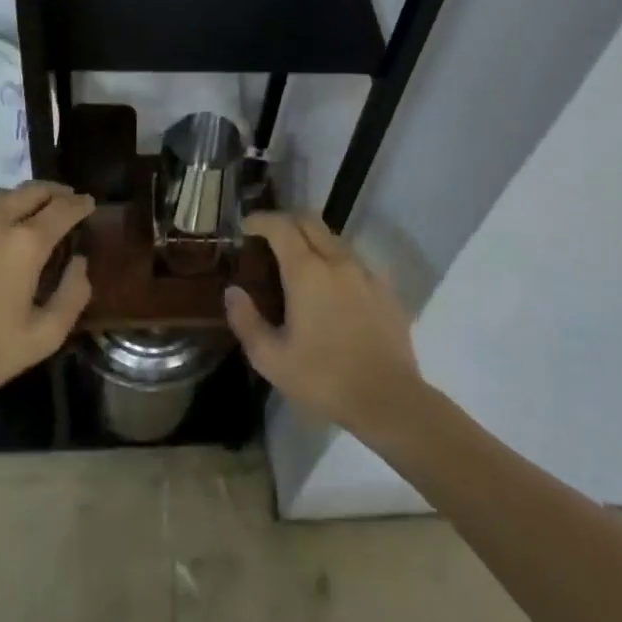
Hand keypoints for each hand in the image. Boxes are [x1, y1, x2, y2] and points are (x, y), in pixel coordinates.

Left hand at [0, 181, 94, 414]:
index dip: (80, 204)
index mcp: (26, 243)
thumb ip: (73, 294)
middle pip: (32, 190)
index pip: (63, 208)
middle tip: (64, 200)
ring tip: (26, 212)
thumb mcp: (44, 336)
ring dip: (20, 199)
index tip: (88, 204)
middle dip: (54, 192)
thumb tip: (79, 261)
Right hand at [225, 212, 423, 437]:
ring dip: (312, 240)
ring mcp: (366, 273)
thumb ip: (246, 321)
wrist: (389, 400)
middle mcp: (338, 261)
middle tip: (269, 237)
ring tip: (298, 263)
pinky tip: (331, 287)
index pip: (281, 226)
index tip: (246, 227)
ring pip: (334, 239)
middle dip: (286, 221)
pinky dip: (335, 261)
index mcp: (307, 272)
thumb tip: (232, 291)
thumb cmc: (324, 378)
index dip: (260, 220)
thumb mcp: (272, 359)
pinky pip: (354, 261)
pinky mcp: (386, 289)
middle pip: (309, 221)